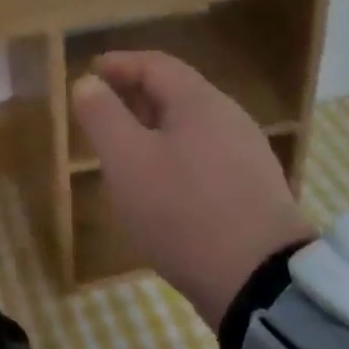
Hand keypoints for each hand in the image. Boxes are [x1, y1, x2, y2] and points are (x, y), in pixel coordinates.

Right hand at [71, 51, 313, 329]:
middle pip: (177, 91)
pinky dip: (177, 154)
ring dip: (155, 127)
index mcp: (199, 102)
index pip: (155, 64)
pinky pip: (208, 155)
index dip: (120, 63)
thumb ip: (102, 115)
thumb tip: (88, 83)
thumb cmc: (183, 210)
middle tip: (103, 109)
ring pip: (193, 126)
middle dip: (136, 94)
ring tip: (127, 148)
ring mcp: (249, 155)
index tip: (91, 72)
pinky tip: (164, 184)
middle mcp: (230, 118)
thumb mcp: (126, 160)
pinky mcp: (256, 191)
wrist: (261, 284)